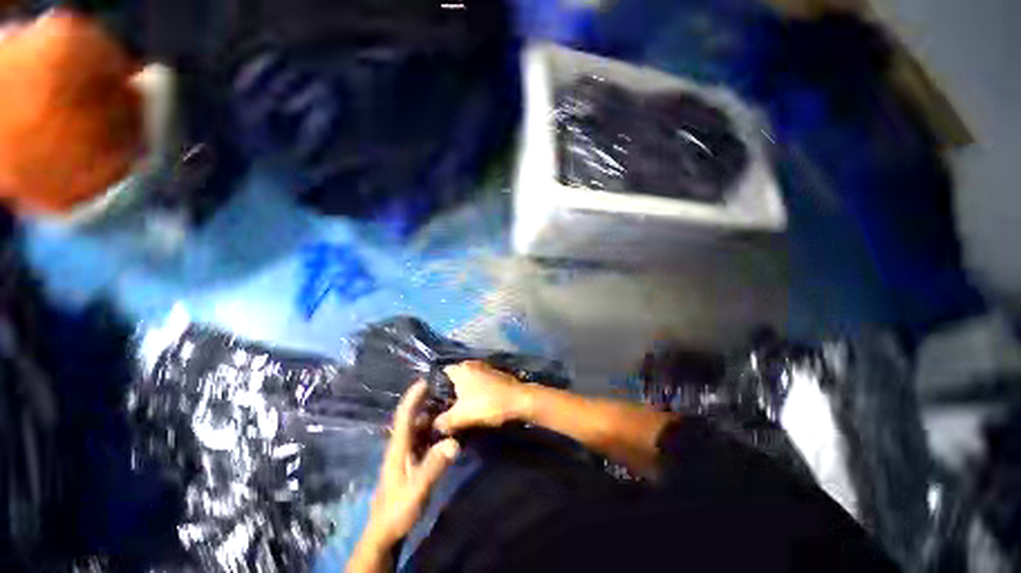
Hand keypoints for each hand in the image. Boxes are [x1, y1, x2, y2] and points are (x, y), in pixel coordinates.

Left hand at [361, 382, 459, 552]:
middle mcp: (401, 446)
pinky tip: (447, 432)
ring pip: (419, 429)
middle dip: (427, 402)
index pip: (404, 416)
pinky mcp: (411, 463)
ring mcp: (406, 455)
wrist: (385, 532)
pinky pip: (424, 440)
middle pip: (413, 418)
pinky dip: (435, 431)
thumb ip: (433, 466)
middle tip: (447, 391)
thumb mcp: (416, 490)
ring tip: (451, 407)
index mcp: (398, 447)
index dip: (413, 397)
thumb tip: (453, 442)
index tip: (425, 381)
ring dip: (433, 416)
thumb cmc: (397, 510)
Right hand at [434, 361, 530, 434]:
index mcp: (461, 368)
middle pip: (455, 378)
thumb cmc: (487, 405)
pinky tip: (476, 406)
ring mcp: (485, 369)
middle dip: (450, 393)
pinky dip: (476, 393)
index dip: (435, 388)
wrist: (519, 401)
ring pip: (468, 381)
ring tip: (459, 411)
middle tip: (445, 410)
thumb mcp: (460, 417)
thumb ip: (443, 421)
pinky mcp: (496, 376)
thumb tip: (434, 425)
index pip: (441, 373)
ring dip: (464, 394)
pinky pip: (480, 384)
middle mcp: (472, 364)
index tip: (432, 403)